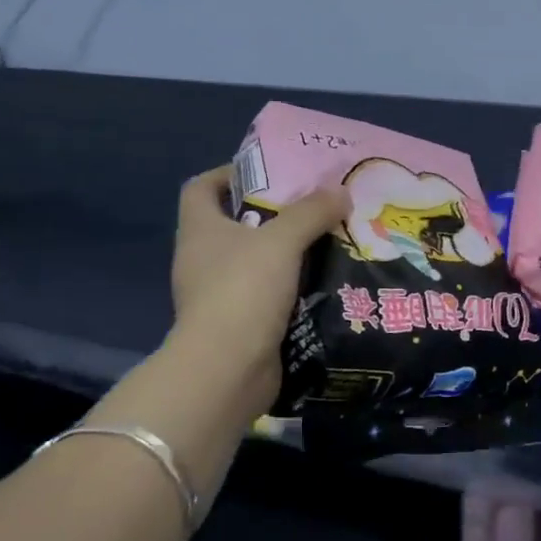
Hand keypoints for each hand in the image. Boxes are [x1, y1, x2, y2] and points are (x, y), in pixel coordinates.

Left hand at [169, 166, 349, 407]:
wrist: (228, 368)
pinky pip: (269, 295)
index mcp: (201, 230)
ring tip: (330, 242)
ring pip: (257, 262)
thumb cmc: (244, 290)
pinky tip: (326, 282)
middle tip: (316, 207)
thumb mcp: (282, 241)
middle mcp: (203, 259)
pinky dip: (293, 287)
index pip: (201, 188)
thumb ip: (312, 212)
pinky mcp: (239, 324)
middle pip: (235, 224)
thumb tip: (340, 191)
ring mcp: (219, 295)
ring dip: (289, 253)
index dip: (229, 174)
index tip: (270, 172)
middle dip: (274, 214)